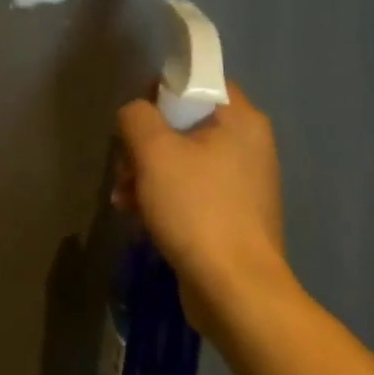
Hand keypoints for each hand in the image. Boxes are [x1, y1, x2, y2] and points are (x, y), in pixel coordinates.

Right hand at [115, 82, 289, 343]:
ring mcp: (242, 184)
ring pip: (182, 160)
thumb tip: (135, 116)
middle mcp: (248, 146)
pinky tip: (139, 219)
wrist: (235, 291)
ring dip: (147, 175)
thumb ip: (136, 116)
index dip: (163, 91)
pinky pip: (191, 191)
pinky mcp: (232, 216)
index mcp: (242, 121)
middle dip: (145, 145)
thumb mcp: (154, 151)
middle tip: (125, 167)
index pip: (201, 82)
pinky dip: (163, 199)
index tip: (138, 118)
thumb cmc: (197, 209)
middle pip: (185, 124)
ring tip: (125, 199)